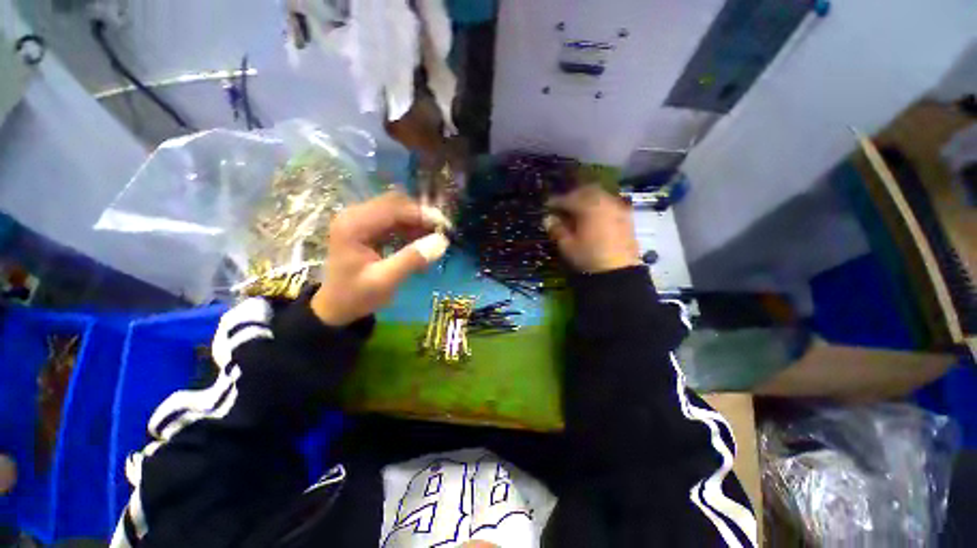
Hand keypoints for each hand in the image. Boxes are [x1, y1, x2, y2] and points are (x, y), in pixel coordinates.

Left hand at [311, 192, 449, 325]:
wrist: (336, 307)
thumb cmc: (357, 296)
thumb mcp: (385, 281)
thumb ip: (412, 259)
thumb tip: (442, 242)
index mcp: (353, 225)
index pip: (393, 208)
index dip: (422, 214)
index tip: (444, 227)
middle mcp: (354, 215)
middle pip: (395, 203)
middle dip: (421, 216)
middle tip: (441, 232)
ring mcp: (359, 219)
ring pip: (396, 209)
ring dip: (417, 222)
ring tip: (433, 239)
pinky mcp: (365, 226)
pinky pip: (393, 220)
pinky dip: (409, 228)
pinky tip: (420, 242)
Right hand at [544, 185, 640, 272]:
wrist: (619, 272)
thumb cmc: (589, 258)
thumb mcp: (567, 246)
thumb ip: (557, 229)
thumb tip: (548, 218)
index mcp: (589, 207)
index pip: (569, 199)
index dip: (556, 201)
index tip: (547, 206)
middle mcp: (605, 202)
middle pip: (587, 191)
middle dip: (573, 195)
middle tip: (563, 205)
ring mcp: (618, 208)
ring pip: (600, 196)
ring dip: (587, 199)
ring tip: (578, 211)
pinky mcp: (626, 217)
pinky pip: (610, 204)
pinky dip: (599, 206)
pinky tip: (593, 217)